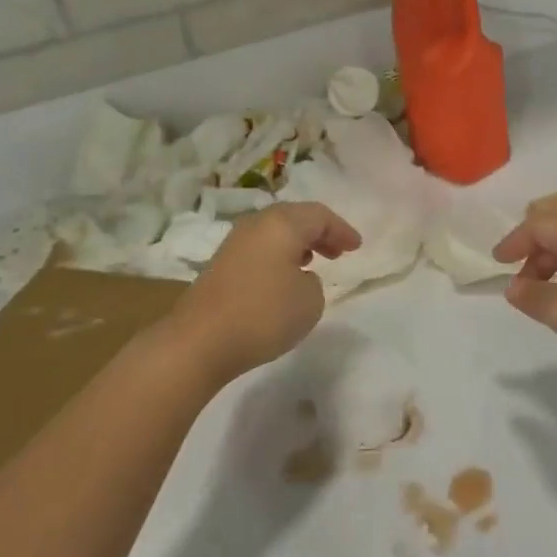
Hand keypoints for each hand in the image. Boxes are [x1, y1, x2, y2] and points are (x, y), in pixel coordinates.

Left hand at [171, 203, 361, 382]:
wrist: (200, 341)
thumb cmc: (263, 314)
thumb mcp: (310, 300)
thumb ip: (314, 282)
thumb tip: (298, 277)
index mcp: (282, 223)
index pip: (319, 215)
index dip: (342, 229)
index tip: (357, 247)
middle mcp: (257, 224)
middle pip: (295, 218)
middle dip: (319, 233)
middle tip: (337, 251)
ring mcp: (234, 243)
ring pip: (275, 233)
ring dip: (297, 244)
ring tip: (313, 263)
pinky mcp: (220, 265)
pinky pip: (260, 249)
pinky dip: (278, 257)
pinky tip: (283, 279)